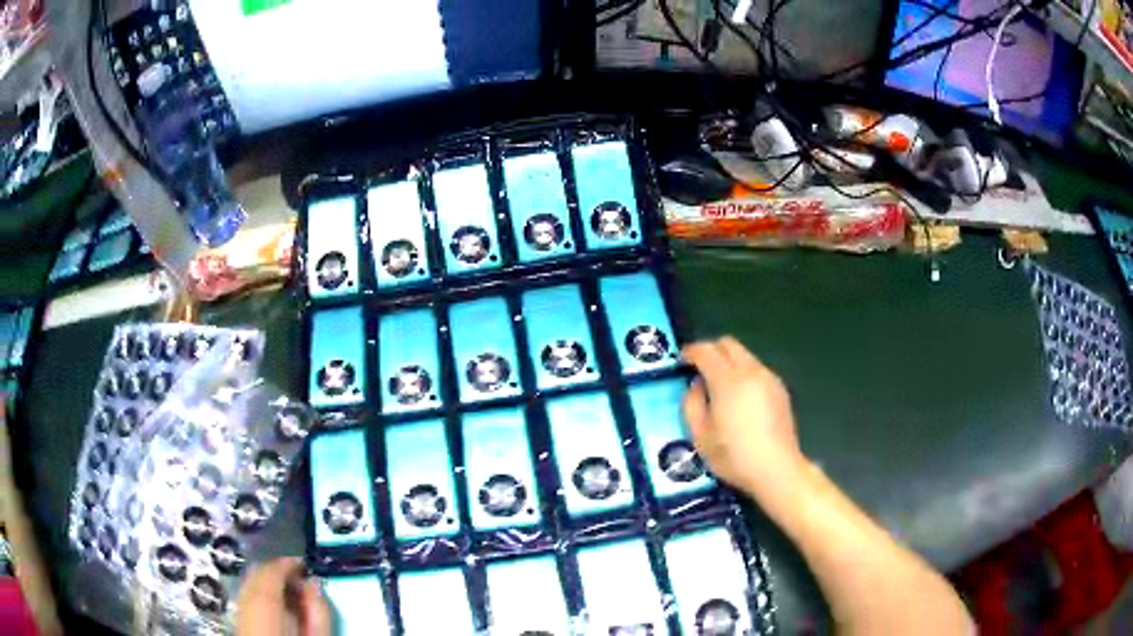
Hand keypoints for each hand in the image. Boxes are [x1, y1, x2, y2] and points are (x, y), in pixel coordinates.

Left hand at [237, 557, 329, 635]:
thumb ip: (317, 611)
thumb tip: (313, 583)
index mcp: (263, 606)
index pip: (270, 572)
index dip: (287, 563)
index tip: (305, 564)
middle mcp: (244, 605)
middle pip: (255, 576)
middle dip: (277, 573)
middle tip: (301, 580)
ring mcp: (238, 615)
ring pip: (249, 587)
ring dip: (269, 585)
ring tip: (292, 595)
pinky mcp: (238, 624)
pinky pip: (246, 600)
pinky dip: (261, 597)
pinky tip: (278, 610)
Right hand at [682, 336, 803, 494]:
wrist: (776, 469)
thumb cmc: (734, 456)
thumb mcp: (700, 436)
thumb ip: (692, 404)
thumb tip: (697, 385)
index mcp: (727, 381)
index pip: (706, 351)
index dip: (691, 352)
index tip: (682, 361)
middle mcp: (750, 371)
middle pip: (728, 344)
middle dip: (711, 351)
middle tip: (700, 370)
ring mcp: (768, 378)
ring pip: (744, 355)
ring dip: (728, 362)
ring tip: (720, 387)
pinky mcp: (780, 388)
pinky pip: (757, 369)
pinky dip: (744, 373)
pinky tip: (741, 399)